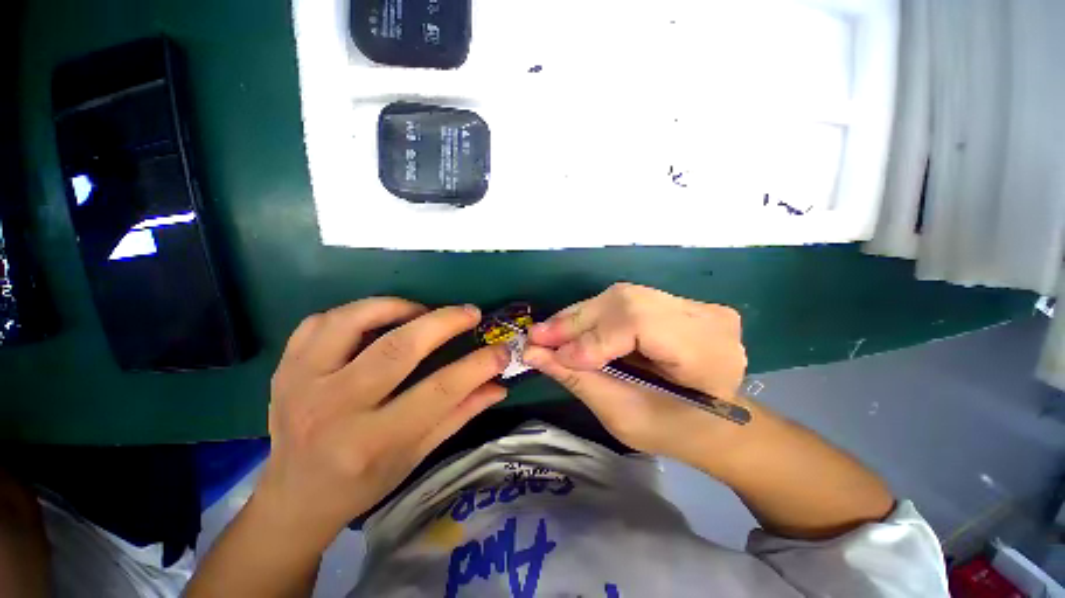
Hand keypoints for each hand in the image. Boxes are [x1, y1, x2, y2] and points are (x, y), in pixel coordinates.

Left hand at [256, 299, 509, 549]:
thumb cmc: (363, 482)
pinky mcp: (284, 368)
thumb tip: (498, 385)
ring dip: (398, 306)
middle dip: (444, 323)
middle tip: (471, 313)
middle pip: (397, 349)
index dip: (477, 366)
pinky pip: (319, 321)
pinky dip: (356, 311)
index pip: (438, 392)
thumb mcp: (418, 455)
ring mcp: (300, 384)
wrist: (295, 496)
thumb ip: (460, 414)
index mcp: (372, 442)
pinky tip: (377, 319)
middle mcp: (333, 410)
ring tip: (422, 311)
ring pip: (353, 322)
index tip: (501, 350)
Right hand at [523, 283, 746, 461]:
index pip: (641, 325)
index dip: (594, 338)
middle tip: (537, 337)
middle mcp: (705, 318)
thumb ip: (579, 380)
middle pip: (627, 302)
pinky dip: (593, 314)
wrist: (713, 423)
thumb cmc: (674, 431)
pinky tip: (571, 326)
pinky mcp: (674, 302)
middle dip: (577, 321)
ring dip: (580, 315)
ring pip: (621, 296)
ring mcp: (692, 304)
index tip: (554, 355)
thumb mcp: (624, 415)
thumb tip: (534, 354)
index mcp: (709, 354)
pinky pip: (624, 300)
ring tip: (548, 333)